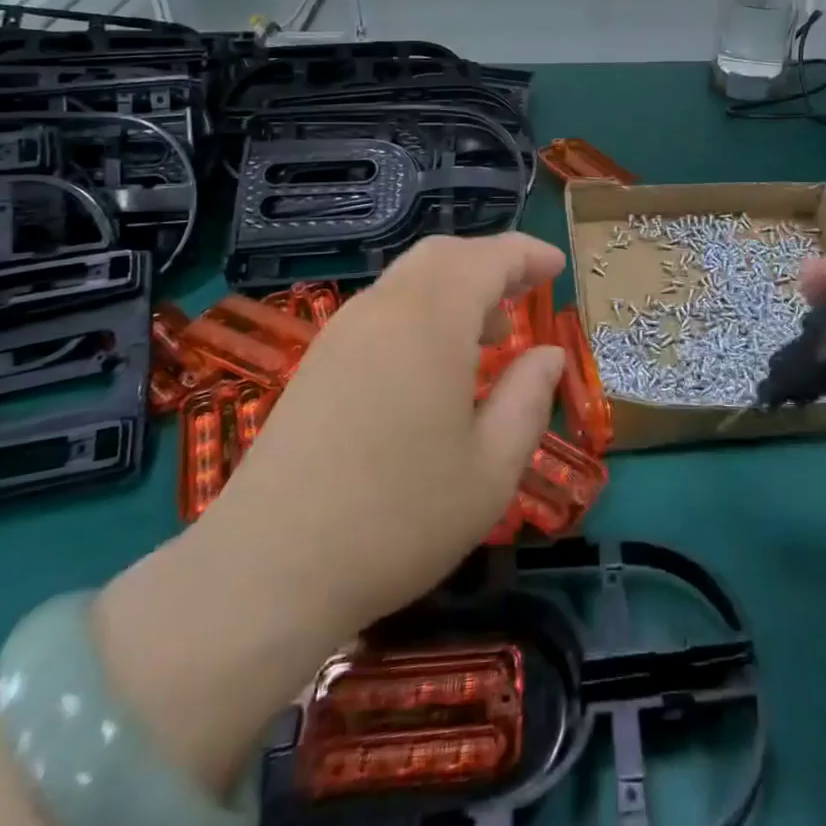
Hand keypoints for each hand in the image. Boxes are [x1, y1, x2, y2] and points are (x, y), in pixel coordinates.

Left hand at [195, 232, 566, 637]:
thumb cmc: (399, 518)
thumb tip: (547, 355)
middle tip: (526, 291)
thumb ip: (528, 399)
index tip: (558, 266)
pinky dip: (423, 312)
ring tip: (489, 333)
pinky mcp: (318, 361)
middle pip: (444, 255)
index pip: (489, 258)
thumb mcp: (491, 469)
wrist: (267, 570)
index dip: (528, 255)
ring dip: (456, 288)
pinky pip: (384, 309)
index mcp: (432, 319)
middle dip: (490, 263)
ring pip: (410, 280)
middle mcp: (385, 308)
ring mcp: (343, 332)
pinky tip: (435, 365)